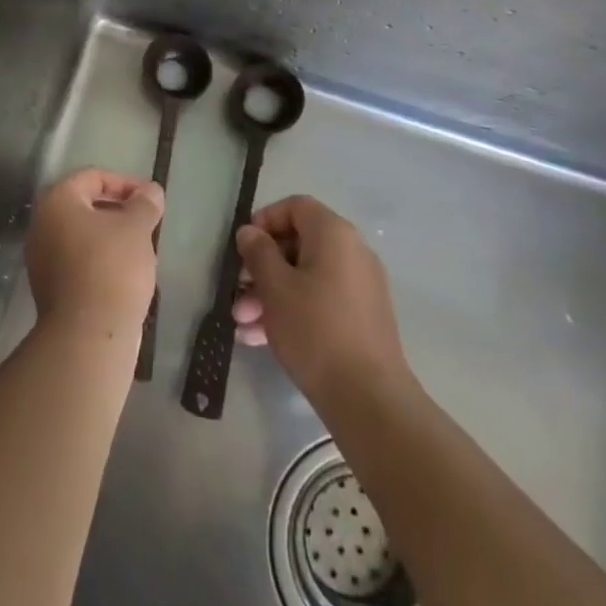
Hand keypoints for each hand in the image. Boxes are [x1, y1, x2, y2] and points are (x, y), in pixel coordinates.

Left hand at [25, 167, 163, 340]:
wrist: (88, 334)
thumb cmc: (112, 267)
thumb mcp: (136, 228)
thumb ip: (144, 203)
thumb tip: (150, 191)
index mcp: (57, 200)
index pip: (92, 176)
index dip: (125, 182)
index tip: (150, 198)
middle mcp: (41, 223)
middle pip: (83, 203)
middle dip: (117, 208)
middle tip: (146, 221)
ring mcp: (41, 256)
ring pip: (80, 233)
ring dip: (109, 234)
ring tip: (140, 247)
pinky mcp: (48, 286)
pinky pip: (76, 259)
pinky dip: (99, 257)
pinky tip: (124, 272)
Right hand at [232, 195, 413, 409]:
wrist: (369, 399)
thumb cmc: (315, 330)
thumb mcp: (275, 287)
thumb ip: (258, 252)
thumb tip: (250, 232)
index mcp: (334, 235)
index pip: (296, 206)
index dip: (265, 220)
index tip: (243, 248)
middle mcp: (352, 253)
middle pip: (297, 244)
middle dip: (261, 267)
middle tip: (237, 291)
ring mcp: (359, 287)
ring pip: (304, 277)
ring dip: (270, 294)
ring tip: (242, 323)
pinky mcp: (360, 319)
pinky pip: (318, 301)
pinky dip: (291, 311)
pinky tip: (260, 338)